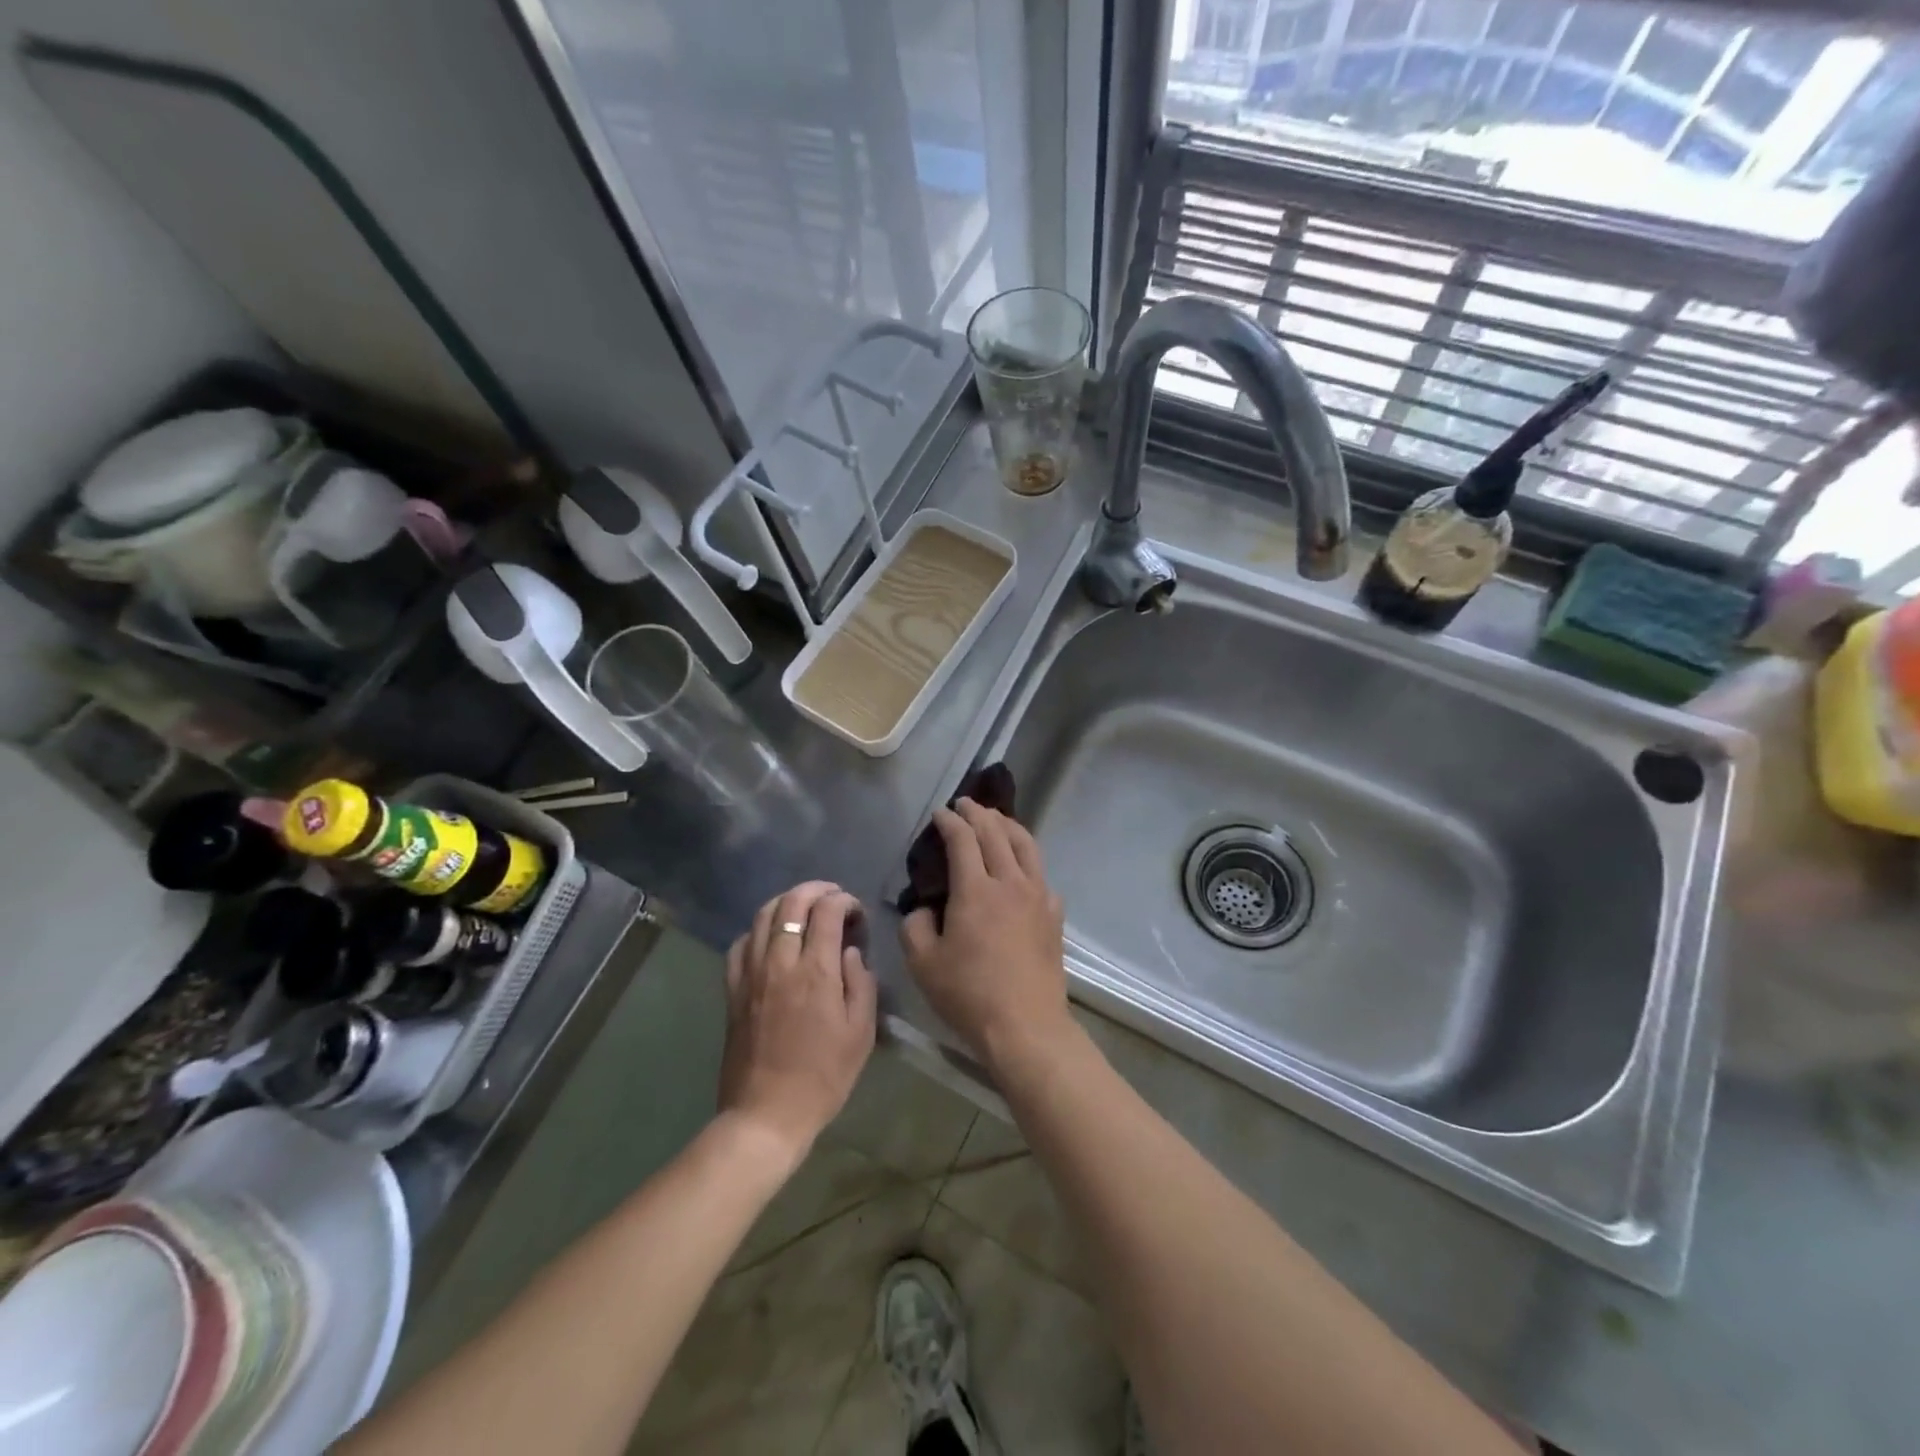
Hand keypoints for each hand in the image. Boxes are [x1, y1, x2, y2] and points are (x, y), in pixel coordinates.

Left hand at [719, 882, 876, 1167]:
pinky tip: (772, 939)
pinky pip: (740, 943)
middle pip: (792, 903)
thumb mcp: (861, 1033)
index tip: (857, 913)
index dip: (844, 901)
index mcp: (816, 971)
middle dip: (816, 889)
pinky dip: (759, 930)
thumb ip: (861, 983)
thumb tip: (850, 952)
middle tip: (834, 896)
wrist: (766, 1114)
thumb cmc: (822, 1077)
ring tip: (804, 909)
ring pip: (763, 916)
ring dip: (787, 902)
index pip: (826, 911)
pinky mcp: (733, 990)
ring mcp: (751, 974)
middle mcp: (780, 962)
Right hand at [901, 799, 1071, 1070]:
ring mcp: (1039, 896)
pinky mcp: (1054, 914)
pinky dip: (1027, 857)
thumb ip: (915, 926)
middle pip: (996, 833)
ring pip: (1026, 845)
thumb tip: (924, 908)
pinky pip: (1040, 873)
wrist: (1026, 1027)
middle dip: (979, 813)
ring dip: (1008, 825)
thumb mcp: (923, 963)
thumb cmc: (969, 995)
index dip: (950, 822)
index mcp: (976, 890)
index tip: (940, 813)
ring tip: (996, 819)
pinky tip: (1021, 866)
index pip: (963, 840)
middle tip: (966, 804)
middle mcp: (1011, 882)